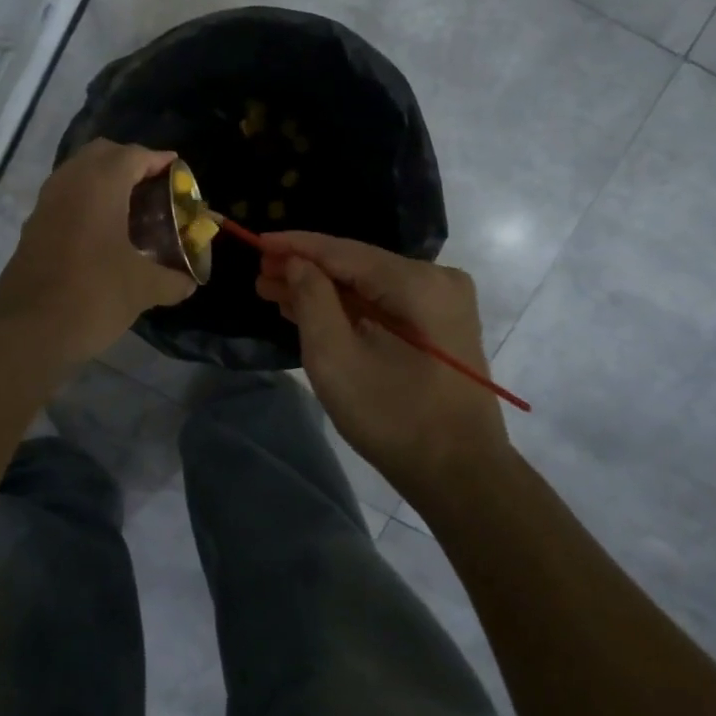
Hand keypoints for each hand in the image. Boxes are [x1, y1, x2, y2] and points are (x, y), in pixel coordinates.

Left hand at [0, 140, 196, 368]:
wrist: (28, 331)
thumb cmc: (93, 297)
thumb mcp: (143, 289)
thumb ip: (172, 280)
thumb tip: (188, 282)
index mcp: (99, 186)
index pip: (133, 155)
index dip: (158, 160)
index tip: (176, 171)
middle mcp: (69, 184)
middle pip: (101, 153)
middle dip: (128, 161)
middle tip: (153, 184)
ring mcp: (45, 204)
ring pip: (77, 173)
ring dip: (103, 180)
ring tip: (130, 206)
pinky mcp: (32, 227)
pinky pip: (63, 196)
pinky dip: (85, 200)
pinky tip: (102, 230)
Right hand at [256, 232, 506, 497]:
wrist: (460, 474)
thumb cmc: (393, 418)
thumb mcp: (336, 359)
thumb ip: (312, 300)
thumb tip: (297, 263)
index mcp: (418, 283)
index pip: (343, 251)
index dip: (296, 245)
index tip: (255, 241)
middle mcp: (437, 279)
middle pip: (357, 264)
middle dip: (305, 269)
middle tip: (259, 273)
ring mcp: (442, 301)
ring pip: (368, 283)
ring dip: (322, 289)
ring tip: (273, 290)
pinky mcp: (439, 324)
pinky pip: (383, 302)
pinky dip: (347, 306)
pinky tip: (310, 308)